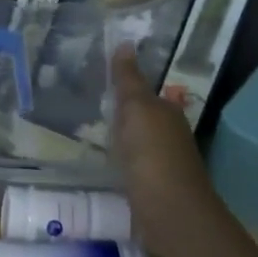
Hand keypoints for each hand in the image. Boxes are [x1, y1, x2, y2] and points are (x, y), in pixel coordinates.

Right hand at [110, 43, 226, 256]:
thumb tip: (126, 43)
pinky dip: (118, 163)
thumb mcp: (137, 110)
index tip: (100, 82)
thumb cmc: (152, 155)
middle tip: (88, 105)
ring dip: (119, 139)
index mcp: (167, 113)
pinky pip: (131, 167)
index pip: (146, 93)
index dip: (126, 87)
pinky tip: (103, 165)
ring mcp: (161, 165)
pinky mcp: (151, 189)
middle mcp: (169, 135)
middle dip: (121, 113)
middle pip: (142, 119)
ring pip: (136, 144)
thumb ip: (129, 81)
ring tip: (89, 134)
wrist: (170, 212)